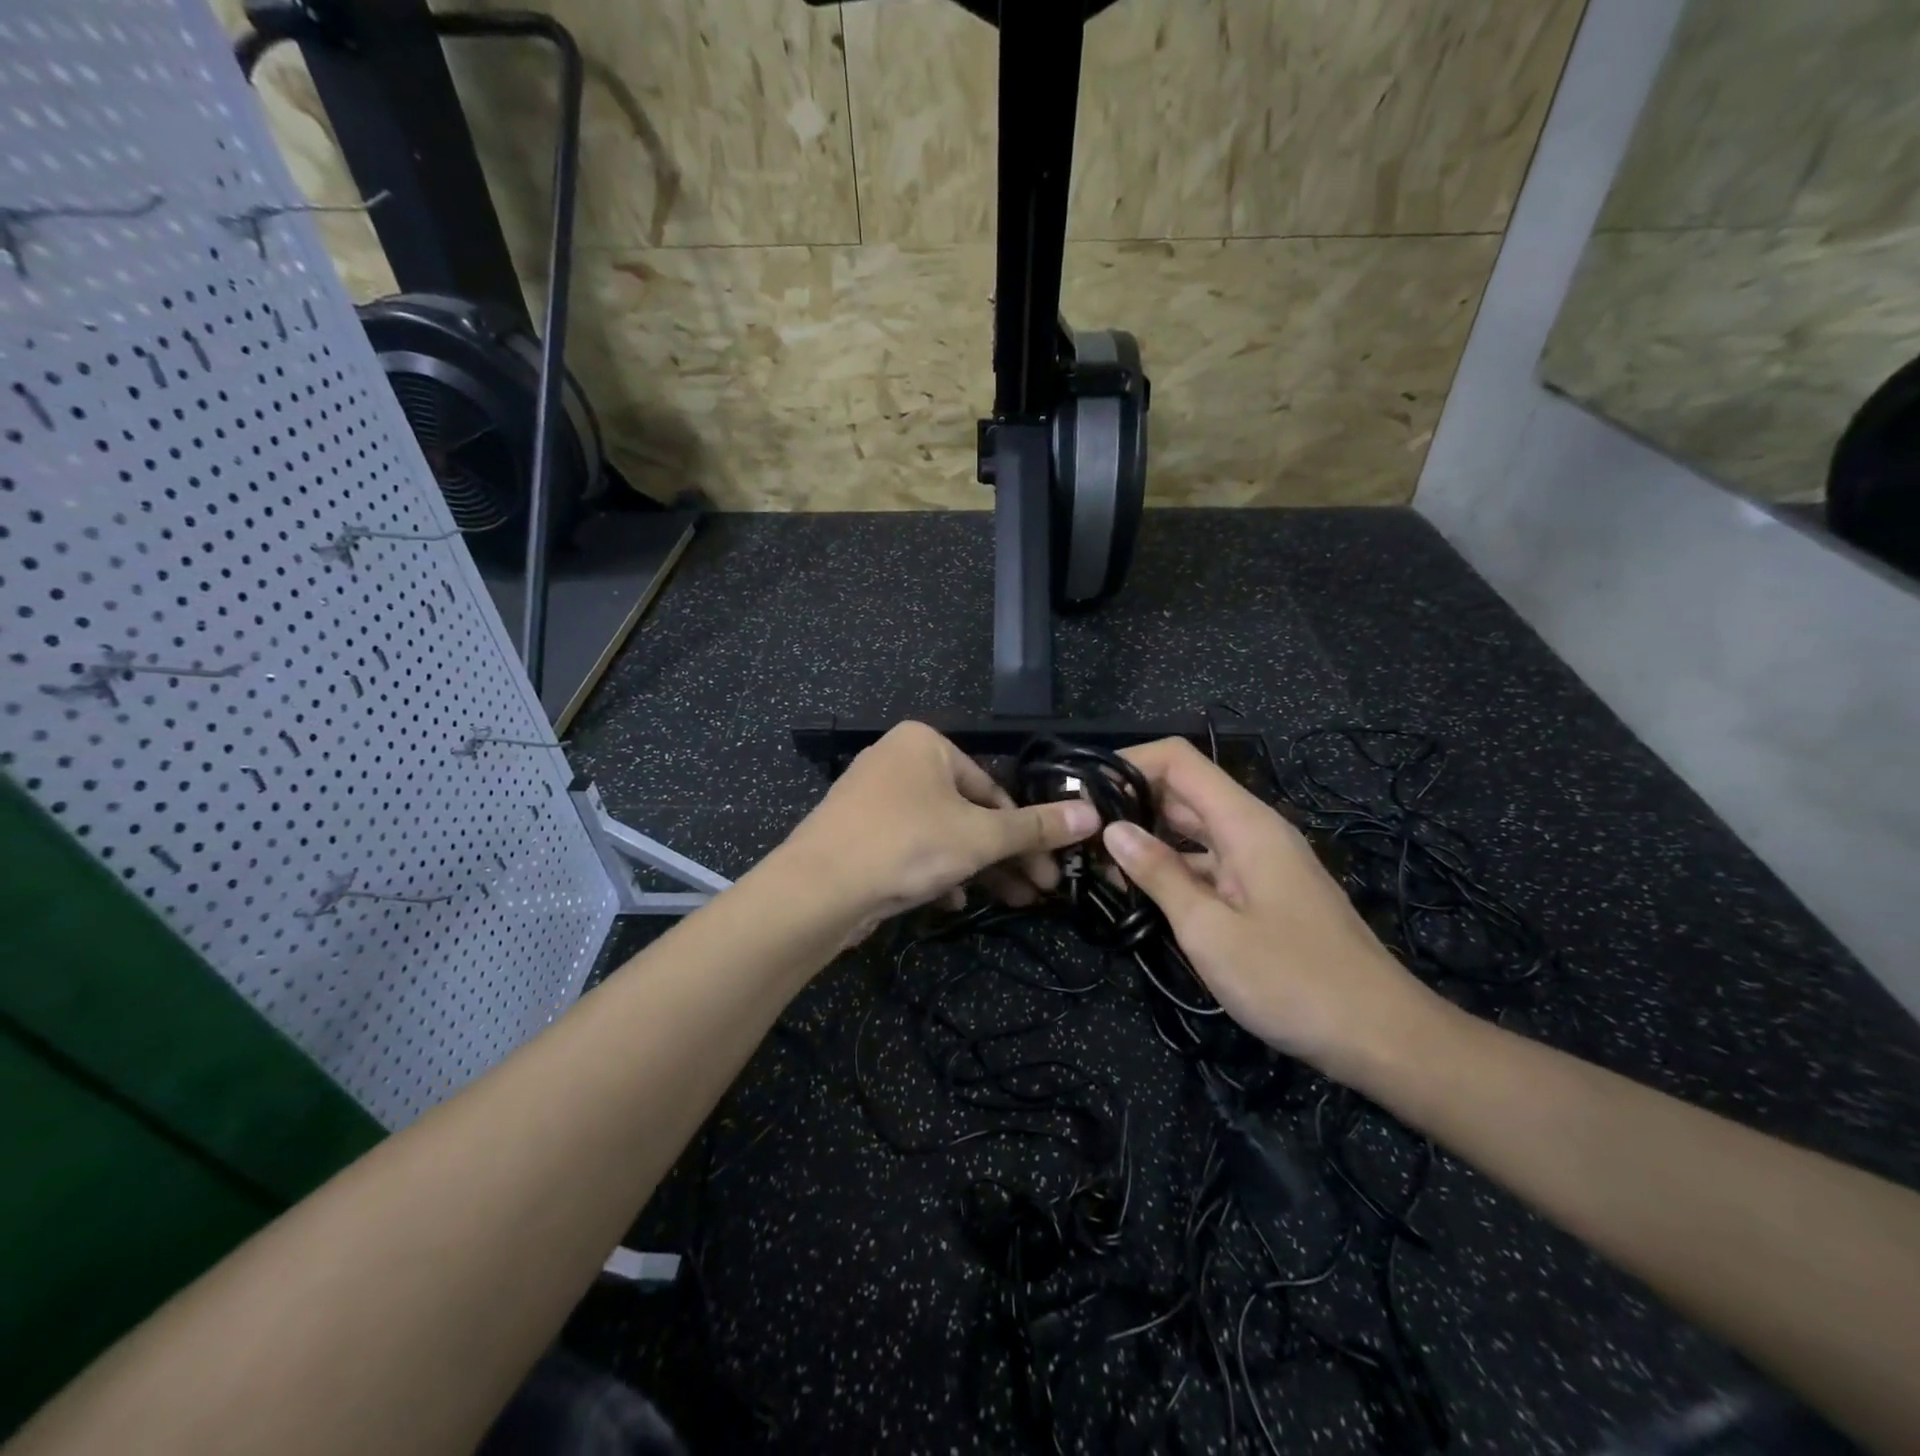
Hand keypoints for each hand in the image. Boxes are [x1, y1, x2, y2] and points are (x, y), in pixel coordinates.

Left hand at [775, 721, 1100, 938]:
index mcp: (924, 744)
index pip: (992, 787)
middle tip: (1040, 891)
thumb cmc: (906, 845)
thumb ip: (1036, 828)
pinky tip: (952, 901)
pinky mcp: (858, 834)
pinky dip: (936, 871)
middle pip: (968, 812)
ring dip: (977, 868)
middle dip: (1006, 855)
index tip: (1051, 867)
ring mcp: (873, 799)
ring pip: (941, 834)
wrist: (816, 890)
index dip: (1026, 831)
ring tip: (1011, 902)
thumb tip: (1092, 815)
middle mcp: (897, 762)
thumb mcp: (980, 836)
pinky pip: (910, 848)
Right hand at [1102, 738, 1441, 1079]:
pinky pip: (1207, 863)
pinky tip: (1137, 893)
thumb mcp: (1210, 930)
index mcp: (1244, 823)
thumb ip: (1159, 874)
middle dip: (1129, 803)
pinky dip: (1171, 869)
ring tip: (1095, 863)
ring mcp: (1259, 861)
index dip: (1131, 762)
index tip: (1086, 791)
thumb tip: (1113, 830)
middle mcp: (1252, 830)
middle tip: (1078, 833)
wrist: (1380, 1035)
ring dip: (1146, 839)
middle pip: (1183, 791)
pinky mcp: (1261, 891)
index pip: (1179, 760)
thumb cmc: (1292, 981)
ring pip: (1192, 830)